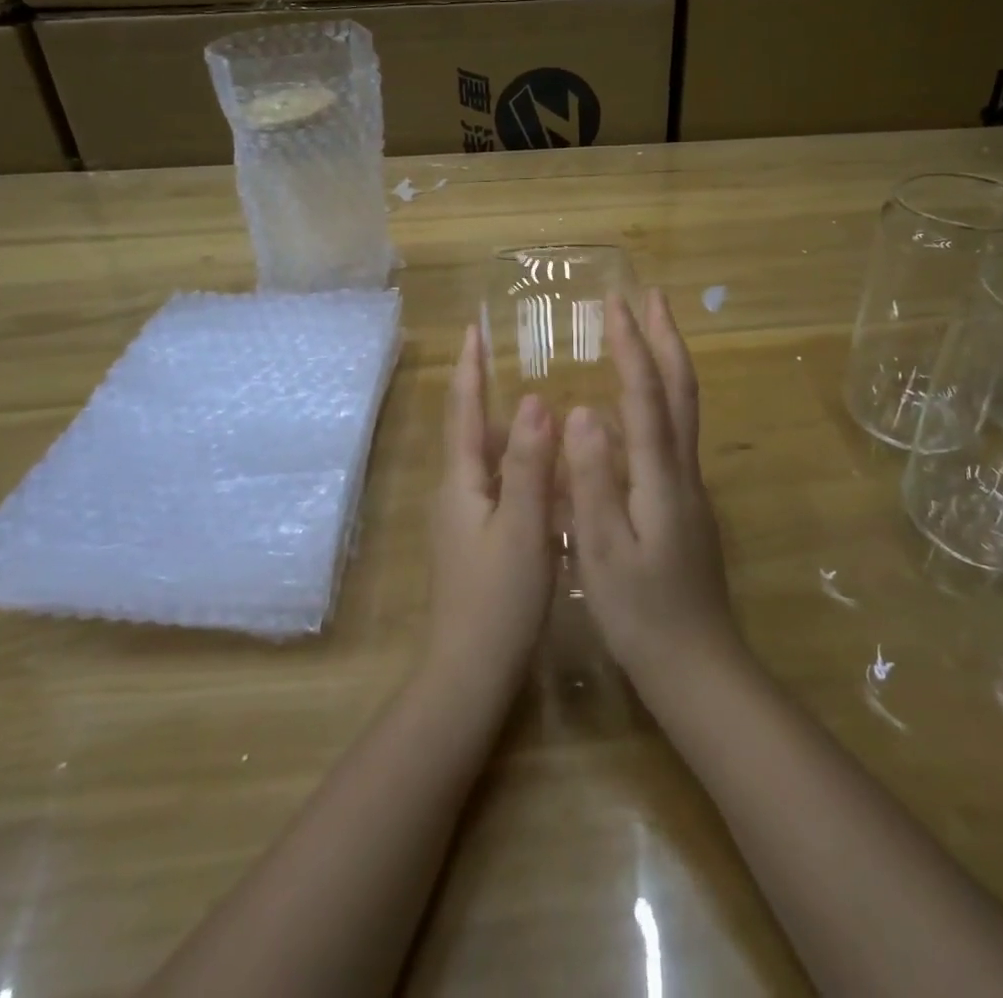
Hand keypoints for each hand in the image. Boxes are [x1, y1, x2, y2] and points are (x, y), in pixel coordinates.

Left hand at [426, 325, 557, 699]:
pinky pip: (498, 488)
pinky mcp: (478, 543)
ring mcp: (464, 521)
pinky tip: (547, 475)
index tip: (473, 329)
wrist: (470, 674)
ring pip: (486, 461)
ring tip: (540, 409)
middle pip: (471, 431)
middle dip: (487, 392)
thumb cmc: (498, 600)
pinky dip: (518, 468)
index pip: (462, 410)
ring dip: (506, 431)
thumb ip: (527, 464)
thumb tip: (533, 399)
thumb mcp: (522, 528)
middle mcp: (456, 494)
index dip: (469, 368)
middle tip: (516, 361)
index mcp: (461, 483)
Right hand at [564, 288, 738, 693]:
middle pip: (681, 390)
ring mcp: (689, 487)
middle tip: (650, 296)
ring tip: (646, 333)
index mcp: (661, 477)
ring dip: (667, 362)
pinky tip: (639, 405)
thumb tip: (581, 410)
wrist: (699, 668)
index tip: (614, 302)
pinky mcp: (685, 504)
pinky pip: (674, 432)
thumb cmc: (642, 614)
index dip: (631, 345)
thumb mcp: (602, 551)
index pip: (647, 394)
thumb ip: (591, 480)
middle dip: (665, 337)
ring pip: (683, 408)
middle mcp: (683, 471)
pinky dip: (661, 397)